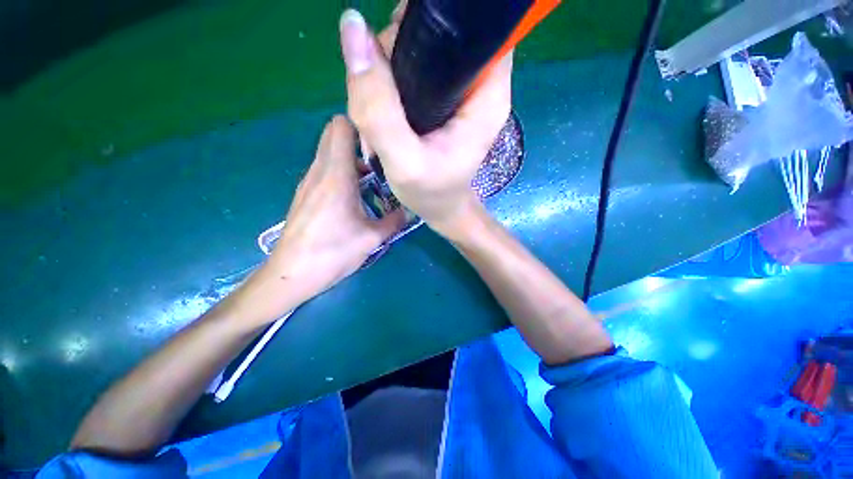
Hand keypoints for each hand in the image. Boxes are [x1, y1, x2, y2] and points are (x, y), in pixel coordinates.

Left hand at [259, 117, 402, 307]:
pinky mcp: (305, 193)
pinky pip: (324, 168)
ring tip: (371, 180)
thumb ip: (395, 220)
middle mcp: (319, 171)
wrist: (292, 273)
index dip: (362, 126)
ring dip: (350, 158)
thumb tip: (411, 210)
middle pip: (334, 134)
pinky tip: (353, 195)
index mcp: (337, 176)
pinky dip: (340, 170)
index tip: (381, 141)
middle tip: (380, 160)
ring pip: (329, 151)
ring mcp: (309, 181)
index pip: (342, 126)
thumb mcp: (372, 238)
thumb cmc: (333, 253)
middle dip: (358, 140)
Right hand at [338, 8, 512, 234]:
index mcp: (486, 95)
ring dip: (388, 71)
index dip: (432, 22)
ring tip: (379, 112)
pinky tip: (384, 112)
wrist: (442, 208)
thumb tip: (353, 29)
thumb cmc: (431, 194)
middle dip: (398, 52)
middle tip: (379, 92)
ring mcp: (459, 91)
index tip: (397, 47)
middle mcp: (479, 84)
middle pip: (437, 35)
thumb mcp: (403, 161)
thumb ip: (378, 106)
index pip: (472, 27)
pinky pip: (412, 71)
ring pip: (419, 51)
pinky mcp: (443, 100)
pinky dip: (390, 84)